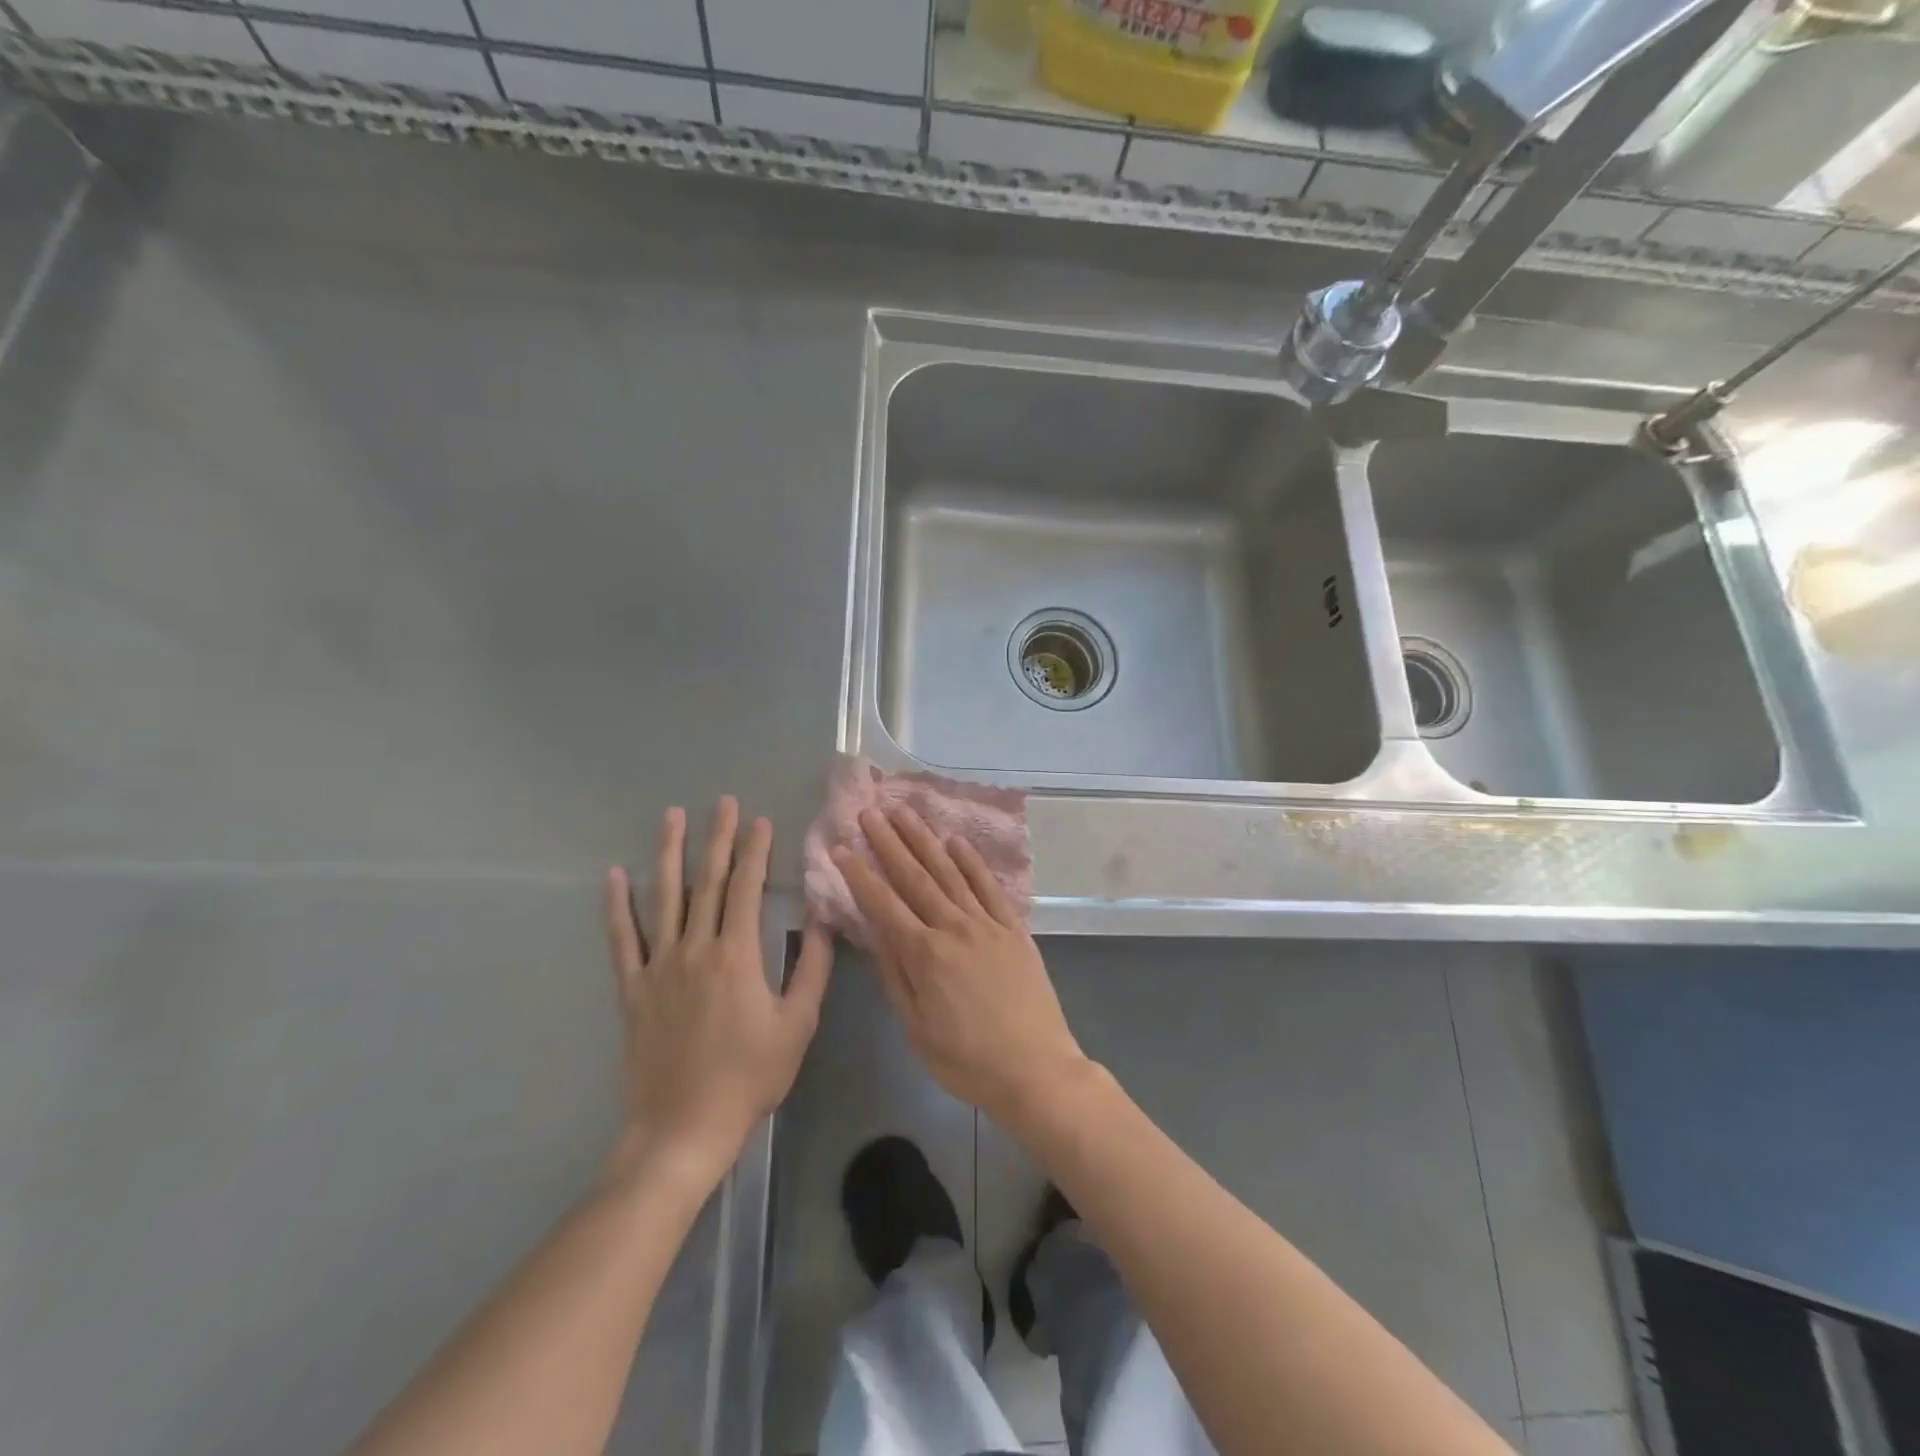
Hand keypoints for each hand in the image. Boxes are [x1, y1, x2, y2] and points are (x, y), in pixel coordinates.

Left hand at [603, 797, 832, 1187]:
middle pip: (707, 882)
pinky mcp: (633, 988)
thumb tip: (823, 921)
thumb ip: (813, 969)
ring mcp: (659, 966)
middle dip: (717, 838)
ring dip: (669, 854)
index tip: (759, 820)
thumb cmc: (749, 1076)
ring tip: (672, 817)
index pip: (746, 888)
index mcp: (738, 955)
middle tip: (722, 801)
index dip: (754, 851)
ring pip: (664, 898)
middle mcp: (695, 949)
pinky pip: (622, 939)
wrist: (683, 1127)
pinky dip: (617, 906)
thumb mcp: (797, 1025)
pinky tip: (614, 876)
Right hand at [833, 805, 1090, 1127]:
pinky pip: (989, 887)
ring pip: (949, 873)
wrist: (1036, 1069)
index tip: (841, 848)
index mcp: (925, 956)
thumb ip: (895, 977)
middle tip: (869, 812)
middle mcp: (954, 928)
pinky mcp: (1013, 928)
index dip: (859, 875)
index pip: (883, 905)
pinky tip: (956, 841)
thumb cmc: (968, 1061)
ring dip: (924, 840)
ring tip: (904, 812)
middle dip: (888, 843)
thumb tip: (876, 933)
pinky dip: (971, 862)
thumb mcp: (917, 1029)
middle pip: (915, 877)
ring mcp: (987, 924)